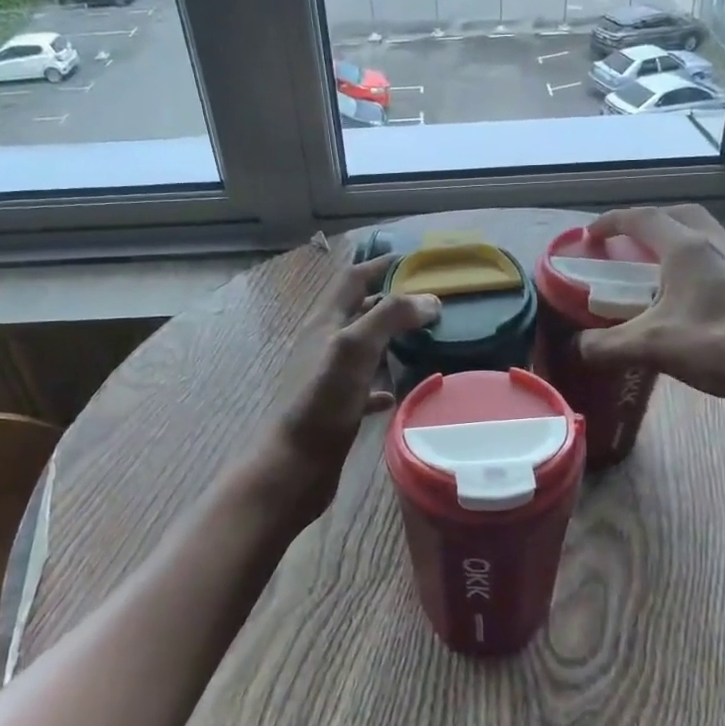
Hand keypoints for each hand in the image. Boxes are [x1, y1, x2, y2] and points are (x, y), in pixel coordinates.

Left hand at [250, 254, 438, 530]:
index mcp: (325, 323)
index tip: (411, 259)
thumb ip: (390, 316)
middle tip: (428, 300)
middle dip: (389, 300)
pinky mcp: (336, 408)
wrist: (294, 466)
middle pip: (358, 311)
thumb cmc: (321, 402)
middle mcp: (324, 344)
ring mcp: (328, 377)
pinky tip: (400, 389)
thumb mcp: (355, 348)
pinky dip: (382, 382)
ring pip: (362, 348)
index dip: (378, 265)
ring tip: (424, 338)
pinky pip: (363, 386)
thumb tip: (430, 298)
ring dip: (389, 339)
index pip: (352, 279)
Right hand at [575, 205, 724, 414]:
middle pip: (679, 216)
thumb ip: (606, 345)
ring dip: (678, 242)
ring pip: (705, 236)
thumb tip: (576, 347)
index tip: (591, 234)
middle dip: (649, 223)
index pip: (642, 218)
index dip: (611, 222)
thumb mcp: (653, 347)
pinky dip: (699, 265)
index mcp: (686, 248)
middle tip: (629, 245)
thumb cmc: (721, 345)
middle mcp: (717, 245)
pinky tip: (694, 298)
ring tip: (659, 271)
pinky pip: (722, 259)